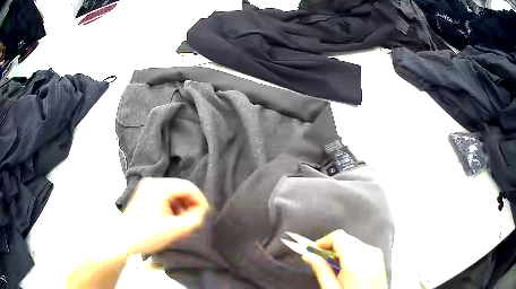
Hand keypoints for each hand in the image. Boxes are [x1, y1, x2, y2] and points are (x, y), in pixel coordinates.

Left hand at [120, 178, 208, 254]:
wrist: (123, 240)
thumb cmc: (146, 235)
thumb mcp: (174, 230)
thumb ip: (193, 220)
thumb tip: (202, 212)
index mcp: (159, 187)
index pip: (188, 186)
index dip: (200, 200)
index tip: (206, 214)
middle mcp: (153, 182)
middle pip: (180, 188)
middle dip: (191, 203)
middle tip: (195, 219)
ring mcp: (147, 187)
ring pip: (173, 192)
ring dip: (182, 205)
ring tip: (184, 221)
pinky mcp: (144, 194)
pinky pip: (165, 195)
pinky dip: (173, 205)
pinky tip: (173, 218)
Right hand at [303, 230, 387, 288]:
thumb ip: (321, 270)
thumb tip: (307, 255)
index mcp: (356, 260)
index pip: (338, 236)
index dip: (323, 241)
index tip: (314, 251)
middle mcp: (369, 252)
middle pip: (346, 238)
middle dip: (332, 246)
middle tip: (321, 260)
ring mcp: (376, 253)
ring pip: (354, 242)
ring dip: (341, 249)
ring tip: (334, 266)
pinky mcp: (379, 257)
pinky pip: (362, 247)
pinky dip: (352, 252)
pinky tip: (347, 267)